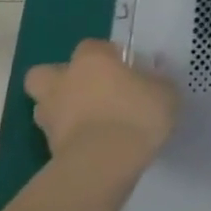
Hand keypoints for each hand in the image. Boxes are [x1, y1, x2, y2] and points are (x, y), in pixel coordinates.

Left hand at [23, 39, 177, 170]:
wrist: (104, 163)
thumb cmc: (137, 115)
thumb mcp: (165, 92)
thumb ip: (155, 82)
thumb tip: (150, 80)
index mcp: (91, 60)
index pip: (93, 46)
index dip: (107, 56)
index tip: (125, 70)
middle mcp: (63, 82)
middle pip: (46, 72)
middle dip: (61, 80)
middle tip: (89, 91)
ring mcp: (50, 115)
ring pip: (45, 105)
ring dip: (62, 110)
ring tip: (90, 122)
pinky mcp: (47, 147)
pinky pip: (57, 134)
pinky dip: (70, 137)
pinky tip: (93, 144)